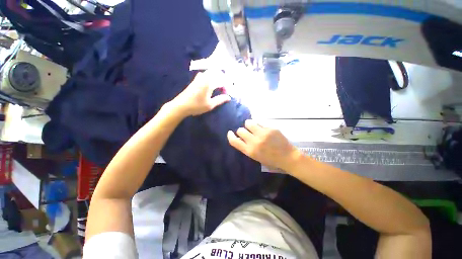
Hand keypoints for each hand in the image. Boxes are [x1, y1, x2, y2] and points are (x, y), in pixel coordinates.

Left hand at [169, 71, 230, 116]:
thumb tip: (229, 97)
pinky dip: (211, 78)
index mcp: (209, 83)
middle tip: (224, 88)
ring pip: (211, 73)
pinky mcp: (195, 80)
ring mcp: (199, 78)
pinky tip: (210, 85)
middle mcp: (204, 77)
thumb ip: (220, 100)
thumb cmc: (196, 105)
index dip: (226, 88)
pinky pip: (205, 75)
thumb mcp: (210, 105)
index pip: (222, 82)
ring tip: (219, 86)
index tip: (227, 95)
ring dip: (216, 78)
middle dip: (223, 80)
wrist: (181, 105)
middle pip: (217, 73)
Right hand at [227, 120, 301, 171]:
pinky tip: (263, 129)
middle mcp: (255, 142)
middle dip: (242, 131)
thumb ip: (246, 147)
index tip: (230, 133)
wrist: (288, 157)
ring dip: (249, 125)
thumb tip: (240, 137)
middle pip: (240, 130)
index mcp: (250, 151)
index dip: (230, 136)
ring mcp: (263, 134)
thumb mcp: (255, 156)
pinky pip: (259, 122)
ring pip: (248, 123)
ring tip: (253, 127)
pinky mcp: (270, 129)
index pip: (234, 141)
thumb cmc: (270, 159)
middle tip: (247, 132)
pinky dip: (259, 125)